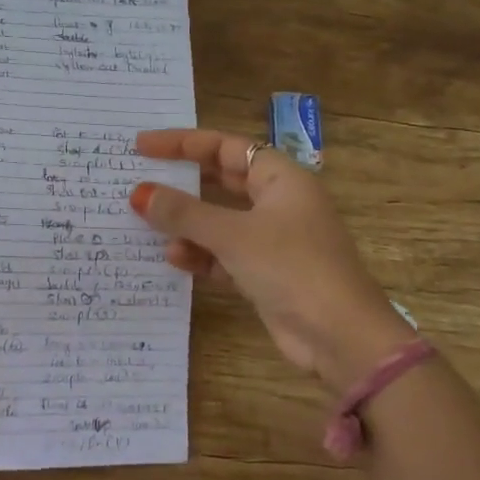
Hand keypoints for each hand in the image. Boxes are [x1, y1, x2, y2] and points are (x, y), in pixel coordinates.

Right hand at [131, 129, 410, 388]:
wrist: (340, 336)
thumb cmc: (292, 267)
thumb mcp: (233, 235)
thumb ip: (184, 213)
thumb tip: (139, 193)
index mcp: (281, 178)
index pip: (225, 146)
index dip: (182, 143)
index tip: (142, 146)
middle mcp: (278, 203)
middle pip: (222, 181)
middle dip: (182, 184)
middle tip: (139, 181)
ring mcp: (273, 240)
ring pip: (219, 221)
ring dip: (187, 224)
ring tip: (146, 224)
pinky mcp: (265, 273)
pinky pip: (224, 255)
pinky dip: (200, 255)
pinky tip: (174, 259)